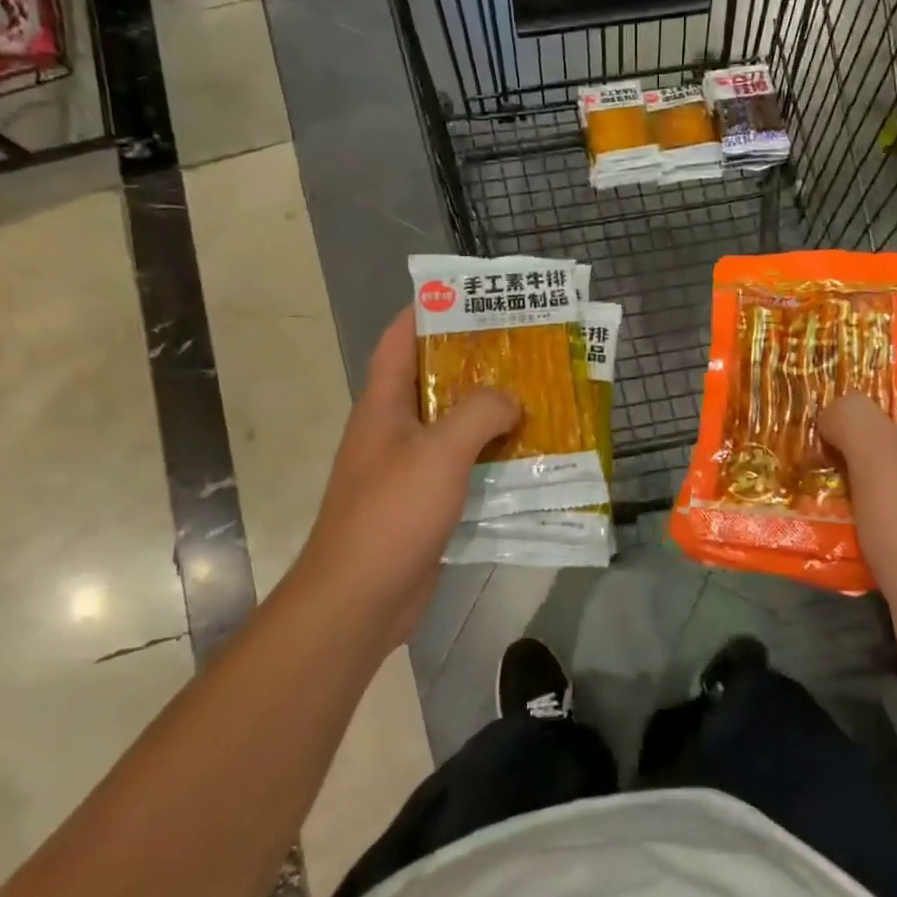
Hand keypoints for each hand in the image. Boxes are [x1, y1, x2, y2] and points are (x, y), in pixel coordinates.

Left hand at [293, 310, 518, 652]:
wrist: (359, 599)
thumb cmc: (392, 514)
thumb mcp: (440, 452)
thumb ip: (479, 413)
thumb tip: (510, 401)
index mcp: (383, 406)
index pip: (399, 340)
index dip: (428, 312)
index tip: (469, 297)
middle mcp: (392, 430)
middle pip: (432, 382)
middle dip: (475, 364)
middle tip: (523, 350)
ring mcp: (406, 469)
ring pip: (451, 428)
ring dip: (488, 416)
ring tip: (536, 400)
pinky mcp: (422, 504)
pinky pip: (461, 469)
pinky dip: (489, 460)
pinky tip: (527, 460)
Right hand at [818, 333, 896, 690]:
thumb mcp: (887, 458)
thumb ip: (854, 415)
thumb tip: (832, 411)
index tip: (860, 331)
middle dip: (862, 393)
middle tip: (809, 383)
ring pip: (889, 459)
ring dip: (847, 447)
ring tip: (797, 433)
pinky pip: (879, 503)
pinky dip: (848, 494)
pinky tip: (809, 495)